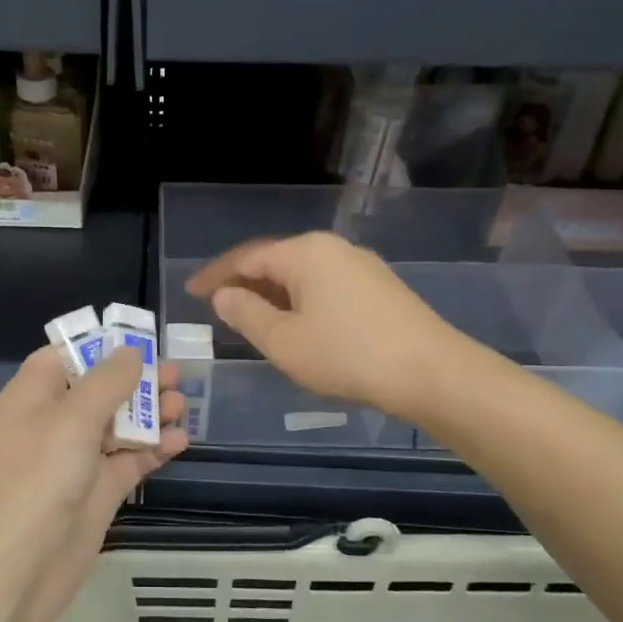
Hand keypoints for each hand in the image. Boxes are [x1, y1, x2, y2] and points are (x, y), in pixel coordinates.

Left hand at [0, 346, 187, 621]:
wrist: (15, 570)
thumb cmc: (37, 479)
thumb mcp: (72, 418)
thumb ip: (107, 381)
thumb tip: (131, 352)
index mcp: (34, 395)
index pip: (66, 356)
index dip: (100, 346)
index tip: (140, 341)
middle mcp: (54, 422)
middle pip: (99, 389)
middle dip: (136, 379)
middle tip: (176, 374)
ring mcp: (77, 459)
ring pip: (119, 425)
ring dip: (150, 413)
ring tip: (183, 405)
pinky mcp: (97, 492)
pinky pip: (130, 460)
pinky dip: (153, 449)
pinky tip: (180, 441)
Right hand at [187, 232, 461, 419]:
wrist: (432, 373)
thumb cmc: (347, 355)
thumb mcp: (284, 341)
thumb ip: (246, 314)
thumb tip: (224, 294)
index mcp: (305, 252)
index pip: (247, 257)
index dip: (215, 275)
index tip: (191, 292)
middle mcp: (333, 248)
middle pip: (276, 260)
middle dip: (244, 282)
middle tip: (217, 306)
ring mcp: (361, 266)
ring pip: (302, 274)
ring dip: (272, 293)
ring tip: (251, 317)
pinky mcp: (380, 288)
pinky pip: (325, 286)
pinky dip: (300, 301)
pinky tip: (296, 324)